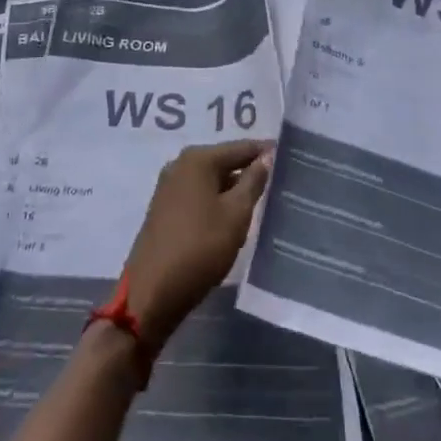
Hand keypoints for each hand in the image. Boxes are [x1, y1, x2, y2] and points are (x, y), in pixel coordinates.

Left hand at [121, 140, 271, 353]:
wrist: (152, 292)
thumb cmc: (200, 247)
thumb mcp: (236, 214)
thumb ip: (253, 182)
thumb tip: (266, 156)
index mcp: (198, 159)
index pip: (240, 148)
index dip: (265, 152)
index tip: (288, 157)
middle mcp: (180, 165)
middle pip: (224, 162)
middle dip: (249, 172)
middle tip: (279, 182)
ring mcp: (169, 187)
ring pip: (211, 181)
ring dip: (233, 190)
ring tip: (261, 201)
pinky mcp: (165, 209)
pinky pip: (199, 196)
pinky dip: (217, 202)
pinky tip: (232, 218)